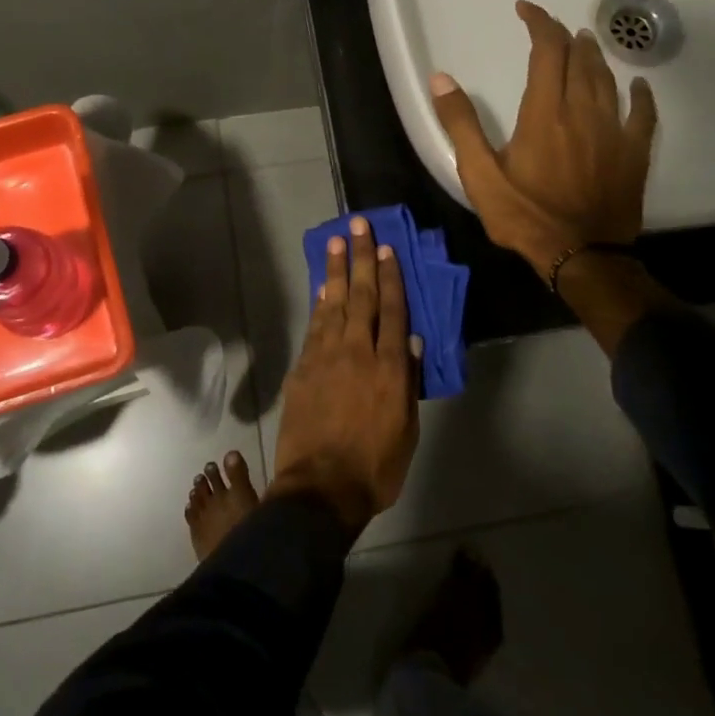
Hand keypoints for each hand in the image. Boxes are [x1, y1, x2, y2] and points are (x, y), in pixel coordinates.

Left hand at [268, 217, 419, 532]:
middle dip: (361, 257)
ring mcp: (326, 357)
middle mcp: (357, 352)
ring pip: (334, 303)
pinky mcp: (302, 368)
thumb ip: (408, 382)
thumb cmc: (374, 467)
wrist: (319, 490)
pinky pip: (314, 326)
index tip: (387, 249)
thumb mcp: (406, 430)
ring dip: (336, 270)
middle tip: (358, 225)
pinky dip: (319, 303)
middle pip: (362, 296)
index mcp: (389, 368)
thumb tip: (412, 341)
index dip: (391, 277)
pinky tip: (323, 287)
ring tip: (337, 241)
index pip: (392, 311)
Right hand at [430, 0, 657, 272]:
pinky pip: (643, 114)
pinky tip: (638, 86)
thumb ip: (461, 124)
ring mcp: (614, 131)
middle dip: (564, 36)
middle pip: (579, 59)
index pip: (547, 51)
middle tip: (550, 29)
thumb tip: (441, 78)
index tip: (525, 9)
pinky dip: (640, 95)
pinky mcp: (634, 154)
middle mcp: (582, 112)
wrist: (581, 257)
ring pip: (608, 80)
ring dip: (594, 57)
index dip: (538, 23)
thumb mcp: (479, 174)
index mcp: (544, 113)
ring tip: (585, 44)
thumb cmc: (525, 216)